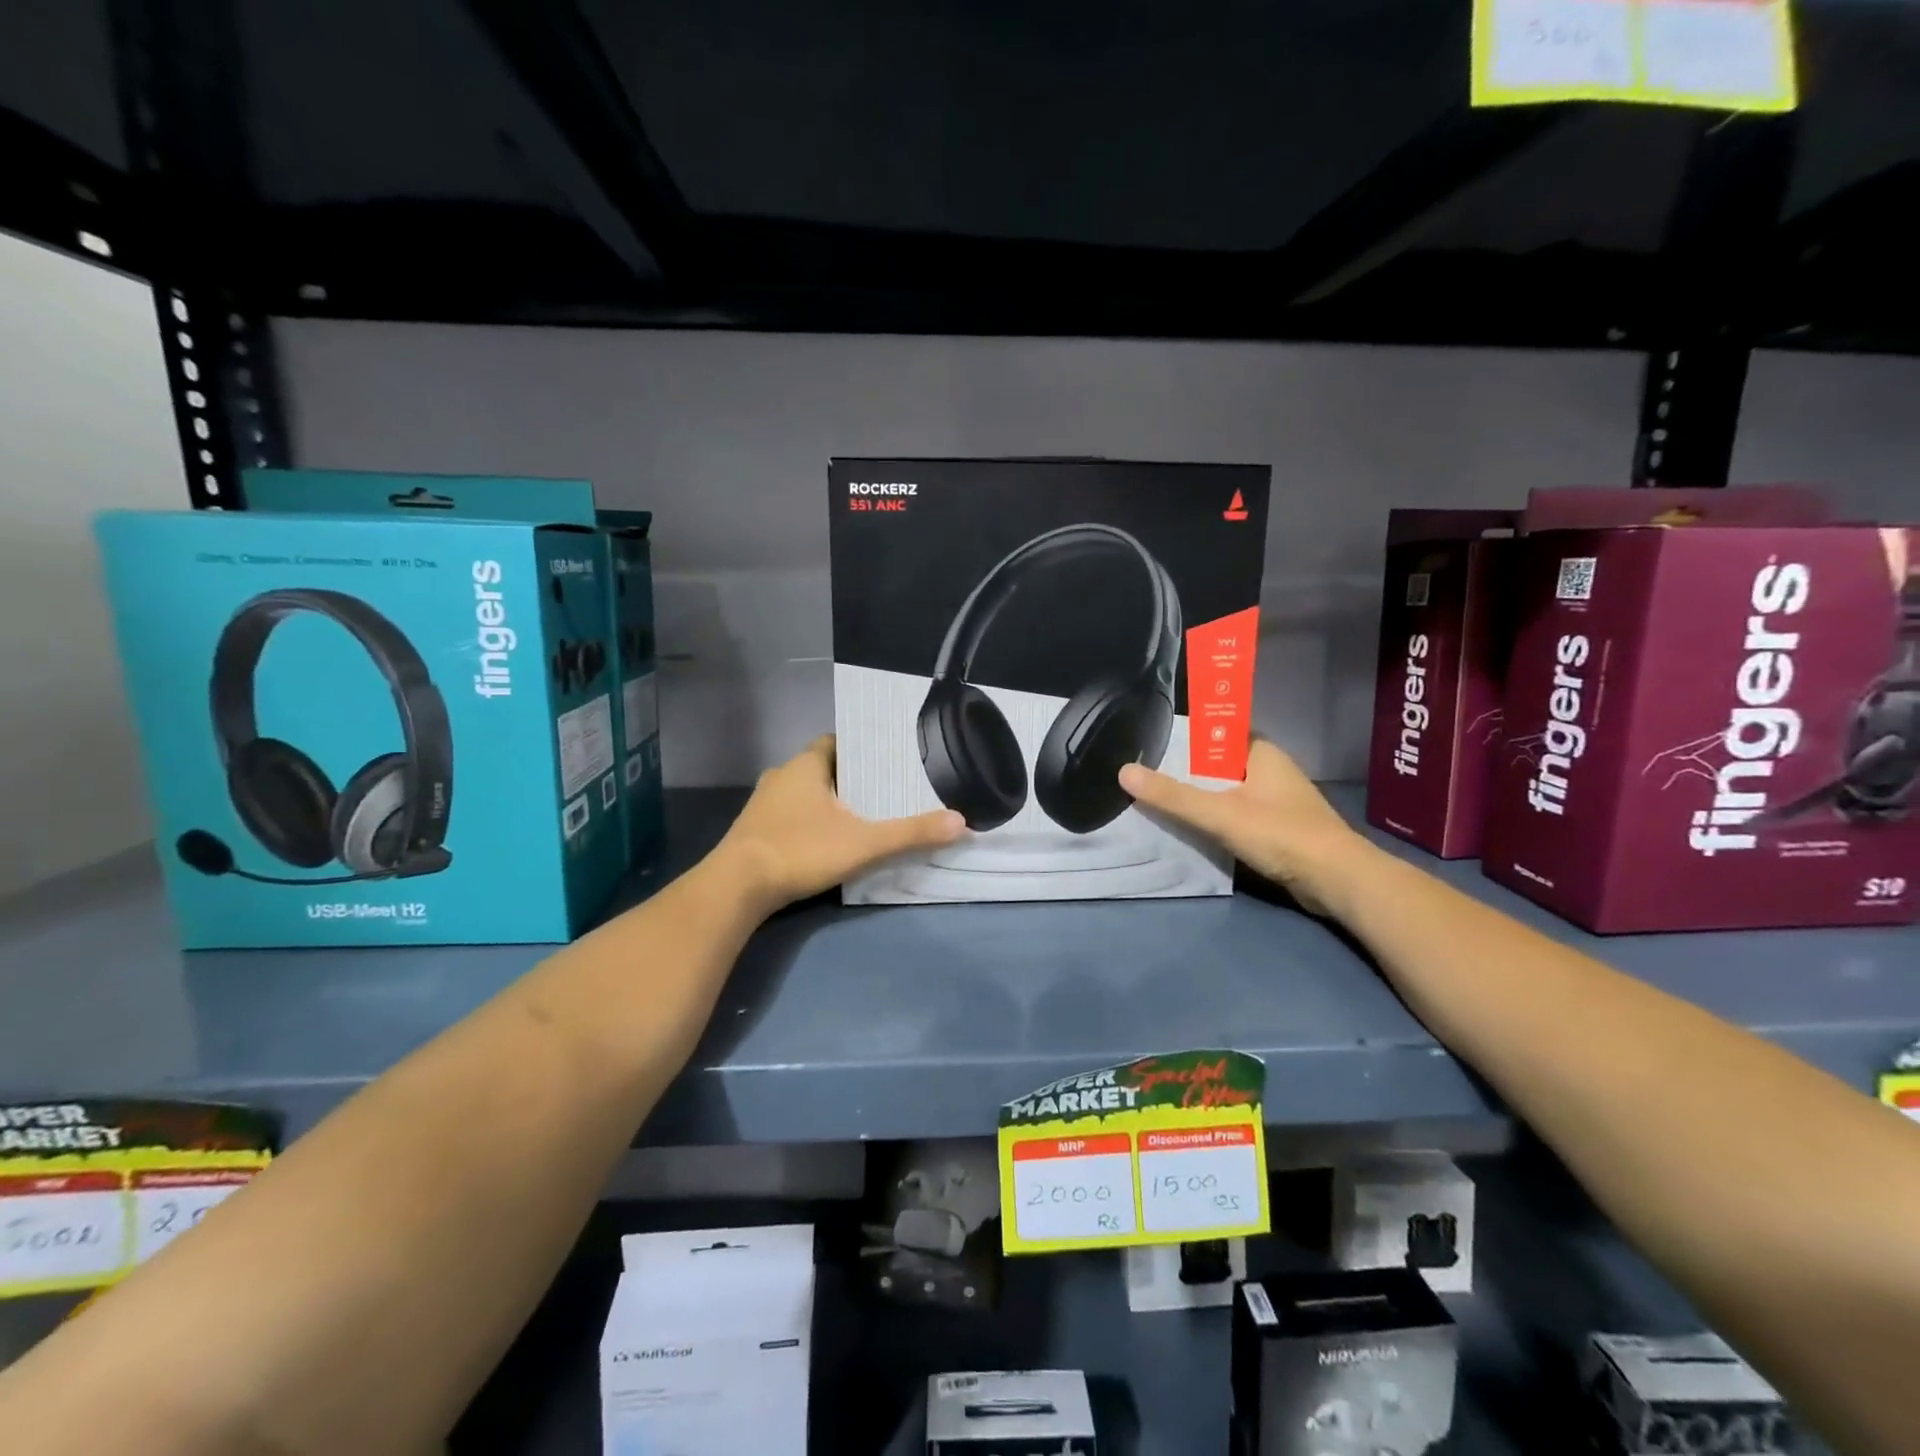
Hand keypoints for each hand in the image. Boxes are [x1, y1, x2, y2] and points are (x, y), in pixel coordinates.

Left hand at [715, 736, 965, 912]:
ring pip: (804, 793)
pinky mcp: (754, 831)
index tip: (887, 758)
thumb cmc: (799, 850)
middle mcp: (781, 776)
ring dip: (828, 801)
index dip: (862, 748)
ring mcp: (763, 804)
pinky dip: (810, 821)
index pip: (837, 742)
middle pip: (822, 767)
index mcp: (805, 765)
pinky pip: (790, 815)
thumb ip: (910, 833)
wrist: (736, 889)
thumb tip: (961, 822)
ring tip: (862, 814)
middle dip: (850, 778)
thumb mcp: (863, 843)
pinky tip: (828, 839)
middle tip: (884, 789)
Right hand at [1118, 739, 1373, 915]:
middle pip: (1219, 762)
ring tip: (1161, 799)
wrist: (1337, 880)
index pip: (1218, 731)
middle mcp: (1271, 769)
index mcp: (1261, 752)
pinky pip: (1238, 813)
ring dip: (1201, 796)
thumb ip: (1172, 796)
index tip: (1153, 740)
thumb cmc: (1281, 835)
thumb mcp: (1219, 813)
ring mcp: (1278, 799)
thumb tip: (1123, 771)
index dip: (1186, 734)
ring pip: (1228, 789)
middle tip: (1147, 772)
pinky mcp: (1280, 827)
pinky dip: (1217, 817)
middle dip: (1187, 769)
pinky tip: (1193, 828)